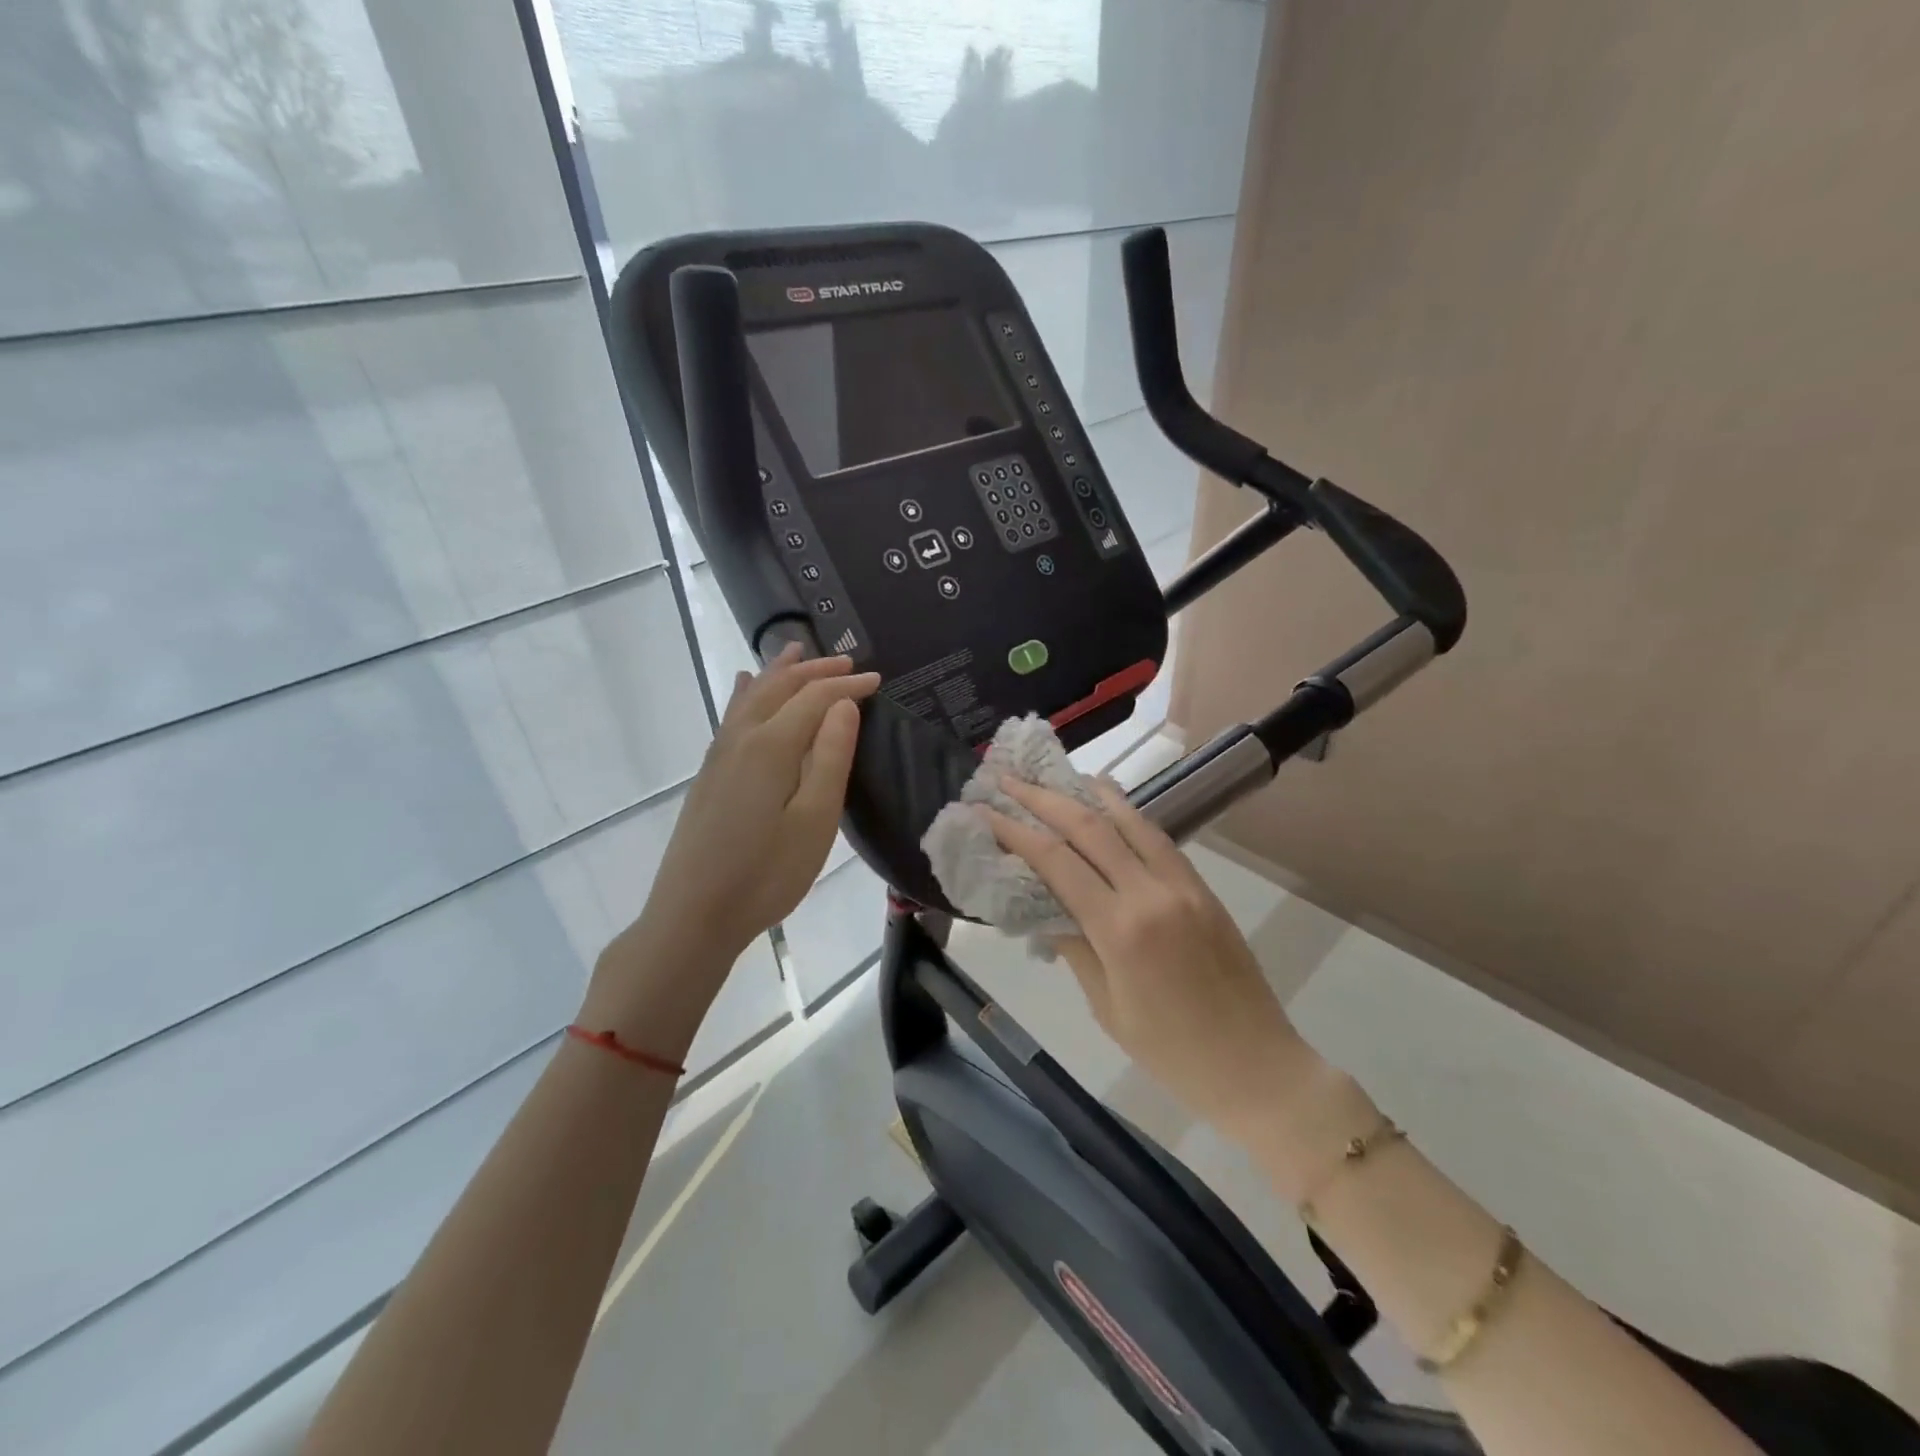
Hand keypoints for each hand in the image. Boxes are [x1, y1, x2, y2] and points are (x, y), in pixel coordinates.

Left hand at [582, 645, 878, 1052]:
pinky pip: (732, 714)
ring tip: (797, 651)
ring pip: (752, 696)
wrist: (693, 915)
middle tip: (847, 661)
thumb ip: (829, 758)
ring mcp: (720, 755)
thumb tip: (843, 706)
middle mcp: (741, 738)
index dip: (847, 685)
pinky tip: (745, 685)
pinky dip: (747, 692)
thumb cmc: (766, 874)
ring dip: (779, 672)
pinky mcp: (710, 773)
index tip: (877, 679)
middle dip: (814, 669)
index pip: (814, 698)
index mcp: (771, 746)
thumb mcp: (814, 821)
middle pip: (780, 687)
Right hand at [984, 779, 1320, 1142]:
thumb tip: (1043, 907)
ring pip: (1128, 821)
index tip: (986, 811)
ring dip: (1087, 794)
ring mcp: (1182, 886)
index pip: (1056, 862)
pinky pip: (1158, 839)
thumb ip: (1074, 948)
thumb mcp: (1107, 1007)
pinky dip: (1127, 814)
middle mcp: (1151, 894)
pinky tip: (1109, 804)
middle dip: (1042, 799)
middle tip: (1008, 780)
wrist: (1256, 1066)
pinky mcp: (1202, 888)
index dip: (1016, 831)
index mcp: (1120, 930)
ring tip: (1056, 777)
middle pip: (1089, 827)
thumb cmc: (1171, 1053)